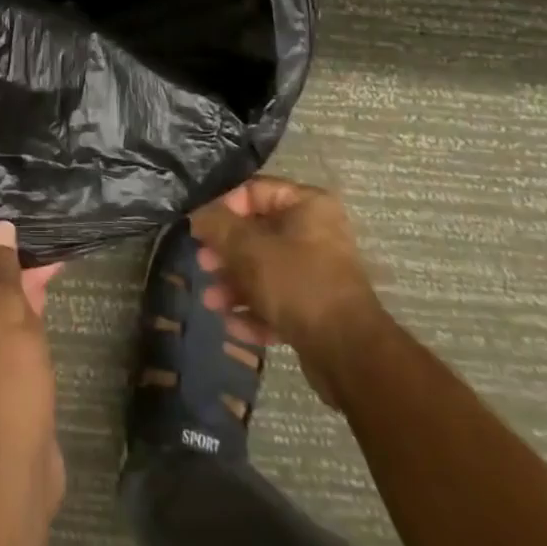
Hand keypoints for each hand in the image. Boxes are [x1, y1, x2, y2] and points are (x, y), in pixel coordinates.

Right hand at [190, 177, 385, 406]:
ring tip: (211, 301)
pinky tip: (232, 326)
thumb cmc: (296, 283)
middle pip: (257, 233)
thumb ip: (217, 226)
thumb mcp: (248, 248)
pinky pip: (279, 301)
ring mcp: (318, 273)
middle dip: (226, 253)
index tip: (200, 230)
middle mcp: (316, 233)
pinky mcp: (318, 310)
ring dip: (235, 285)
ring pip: (265, 270)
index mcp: (307, 205)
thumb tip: (198, 216)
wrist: (348, 355)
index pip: (254, 191)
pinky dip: (255, 311)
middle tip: (203, 265)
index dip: (222, 207)